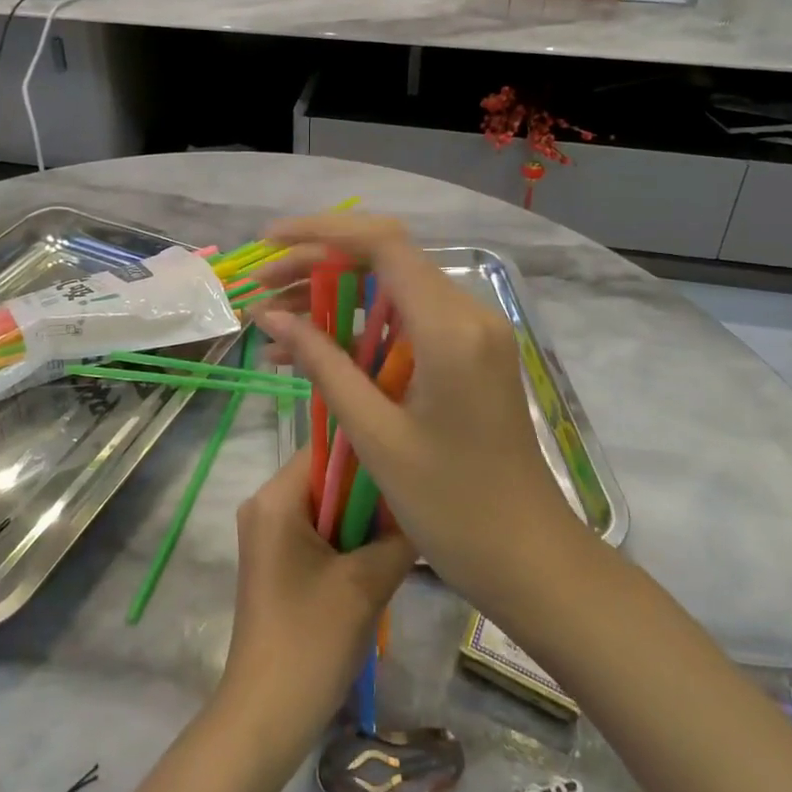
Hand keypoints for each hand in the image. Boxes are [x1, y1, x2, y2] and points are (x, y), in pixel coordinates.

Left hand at [219, 448, 414, 736]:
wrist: (266, 717)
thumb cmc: (311, 640)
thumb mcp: (367, 584)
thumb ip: (399, 536)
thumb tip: (424, 508)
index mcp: (276, 498)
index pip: (329, 449)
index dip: (369, 454)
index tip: (408, 467)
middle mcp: (264, 505)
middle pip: (327, 478)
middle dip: (369, 493)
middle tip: (412, 507)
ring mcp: (267, 535)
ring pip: (325, 507)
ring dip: (361, 522)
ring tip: (401, 536)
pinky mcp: (275, 562)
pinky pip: (316, 532)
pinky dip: (346, 542)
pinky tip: (377, 564)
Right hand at [254, 215, 580, 608]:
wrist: (528, 558)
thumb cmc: (451, 506)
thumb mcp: (375, 434)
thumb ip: (323, 364)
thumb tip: (270, 317)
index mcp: (450, 327)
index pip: (383, 244)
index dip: (321, 232)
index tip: (270, 243)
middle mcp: (468, 313)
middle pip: (385, 260)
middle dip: (318, 265)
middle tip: (263, 289)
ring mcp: (473, 333)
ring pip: (392, 290)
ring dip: (334, 297)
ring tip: (273, 321)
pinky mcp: (469, 354)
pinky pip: (407, 322)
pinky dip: (360, 329)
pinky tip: (312, 350)